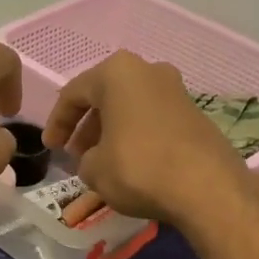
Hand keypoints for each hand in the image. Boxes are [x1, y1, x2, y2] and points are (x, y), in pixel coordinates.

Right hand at [41, 51, 255, 224]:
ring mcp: (175, 90)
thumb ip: (85, 159)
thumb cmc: (139, 168)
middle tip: (75, 154)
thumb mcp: (94, 169)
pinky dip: (136, 136)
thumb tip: (95, 160)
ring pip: (130, 107)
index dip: (57, 123)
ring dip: (111, 131)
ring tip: (100, 161)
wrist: (207, 187)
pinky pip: (152, 119)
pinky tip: (130, 163)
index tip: (51, 148)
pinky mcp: (195, 112)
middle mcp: (148, 70)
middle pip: (105, 96)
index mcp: (117, 73)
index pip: (73, 93)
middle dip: (86, 126)